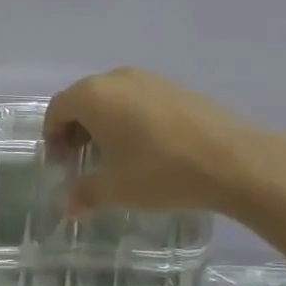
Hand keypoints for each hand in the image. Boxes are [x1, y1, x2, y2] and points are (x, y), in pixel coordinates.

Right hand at [43, 67, 285, 217]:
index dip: (52, 136)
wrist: (233, 160)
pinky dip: (130, 118)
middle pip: (83, 99)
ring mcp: (149, 79)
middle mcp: (117, 78)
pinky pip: (138, 99)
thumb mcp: (115, 189)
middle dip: (76, 128)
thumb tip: (70, 206)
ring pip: (112, 97)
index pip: (57, 109)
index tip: (60, 162)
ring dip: (103, 122)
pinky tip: (146, 146)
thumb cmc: (160, 171)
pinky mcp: (176, 87)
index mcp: (93, 96)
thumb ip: (85, 193)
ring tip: (114, 154)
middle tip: (81, 158)